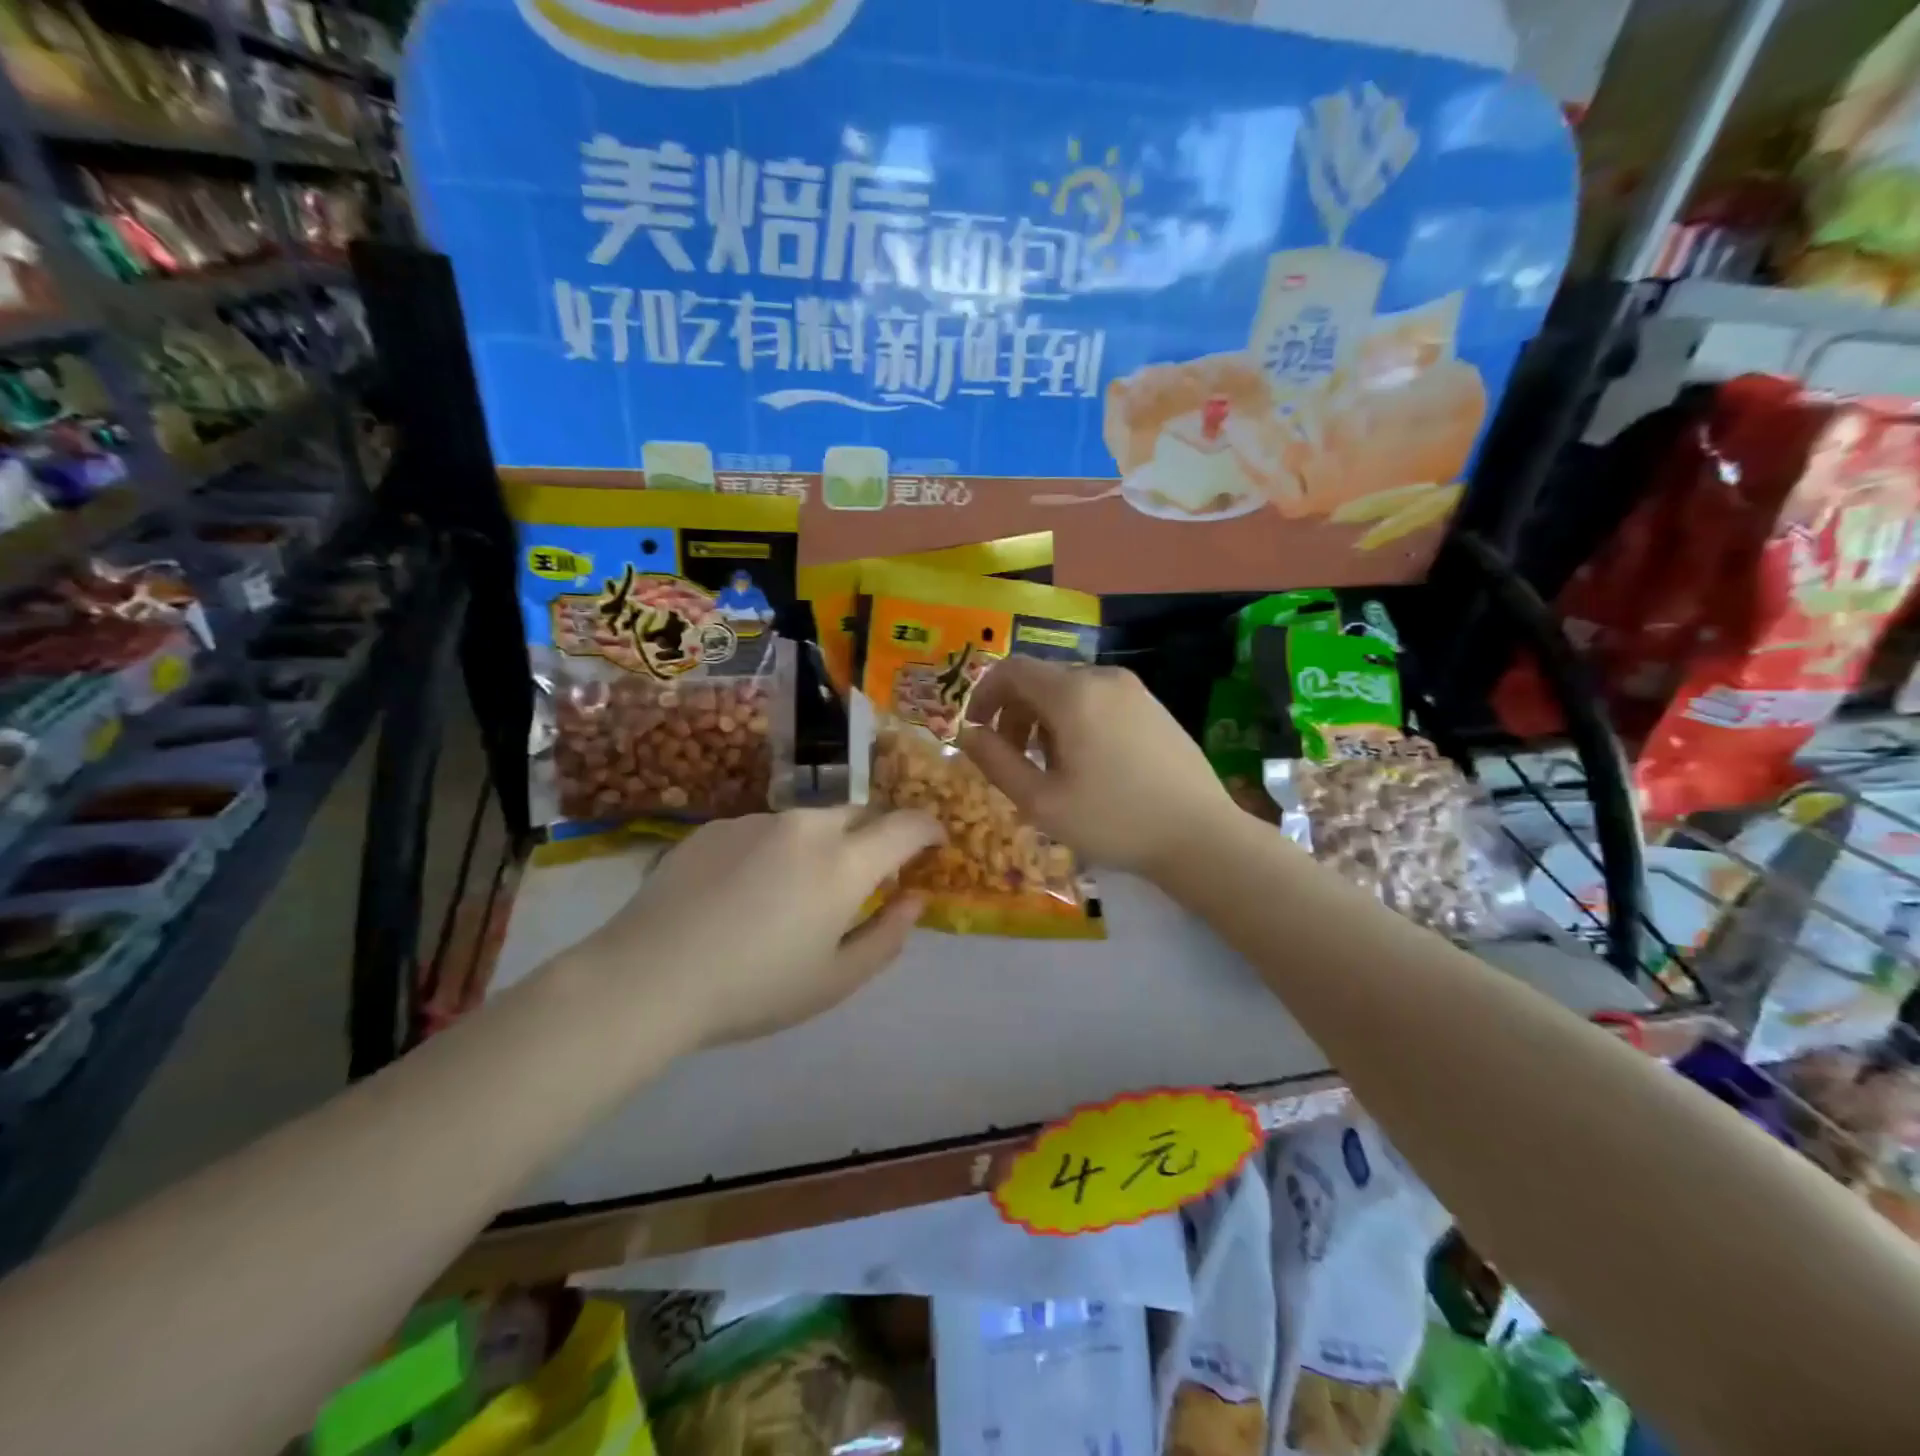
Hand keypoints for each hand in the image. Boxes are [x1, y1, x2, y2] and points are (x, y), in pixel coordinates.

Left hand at [576, 807, 942, 1049]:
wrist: (649, 976)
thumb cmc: (755, 988)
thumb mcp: (835, 980)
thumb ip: (887, 936)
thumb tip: (914, 900)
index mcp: (845, 861)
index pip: (907, 824)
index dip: (929, 829)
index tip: (934, 843)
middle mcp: (808, 825)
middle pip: (860, 813)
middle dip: (874, 836)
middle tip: (864, 876)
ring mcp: (758, 819)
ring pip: (810, 821)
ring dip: (821, 844)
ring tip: (793, 892)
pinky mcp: (717, 826)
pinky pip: (765, 829)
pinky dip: (775, 850)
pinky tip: (744, 893)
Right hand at [959, 657, 1234, 878]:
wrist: (1200, 836)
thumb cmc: (1113, 820)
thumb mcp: (1041, 801)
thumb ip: (995, 761)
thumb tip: (968, 734)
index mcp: (1073, 693)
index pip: (1012, 669)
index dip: (984, 695)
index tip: (976, 730)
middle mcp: (1103, 677)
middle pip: (1041, 679)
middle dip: (1014, 712)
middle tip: (1012, 758)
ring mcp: (1134, 689)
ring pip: (1070, 690)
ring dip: (1044, 719)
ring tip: (1050, 766)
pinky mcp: (1153, 705)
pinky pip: (1099, 699)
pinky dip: (1076, 719)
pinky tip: (1088, 763)